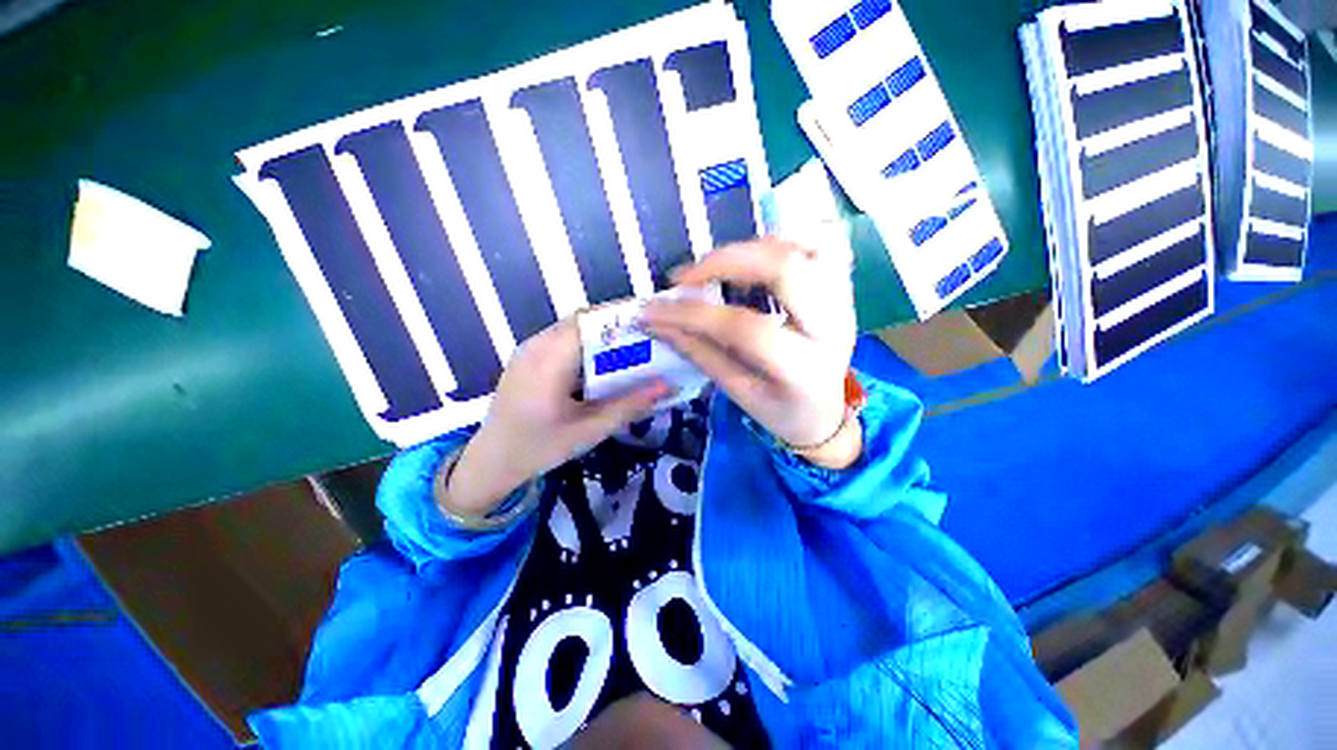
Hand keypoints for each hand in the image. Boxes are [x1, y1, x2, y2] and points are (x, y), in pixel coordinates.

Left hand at [442, 318, 670, 517]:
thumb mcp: (589, 431)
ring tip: (632, 348)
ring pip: (572, 328)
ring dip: (601, 334)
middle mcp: (536, 346)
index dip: (620, 317)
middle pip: (582, 321)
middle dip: (616, 325)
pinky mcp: (528, 357)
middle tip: (649, 337)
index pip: (588, 322)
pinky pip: (561, 339)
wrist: (490, 462)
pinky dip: (586, 344)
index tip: (652, 323)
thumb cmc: (539, 448)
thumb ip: (629, 406)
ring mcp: (529, 350)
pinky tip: (602, 363)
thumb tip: (668, 386)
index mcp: (549, 362)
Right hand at [642, 237, 860, 468]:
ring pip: (806, 244)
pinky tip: (754, 254)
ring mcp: (843, 301)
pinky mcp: (843, 287)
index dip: (694, 315)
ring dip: (753, 245)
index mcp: (803, 369)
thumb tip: (657, 322)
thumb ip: (701, 353)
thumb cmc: (780, 411)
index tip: (653, 309)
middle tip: (685, 276)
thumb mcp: (738, 392)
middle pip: (784, 268)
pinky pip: (822, 241)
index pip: (745, 329)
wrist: (825, 413)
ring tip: (718, 265)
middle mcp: (832, 327)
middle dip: (725, 261)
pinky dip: (783, 237)